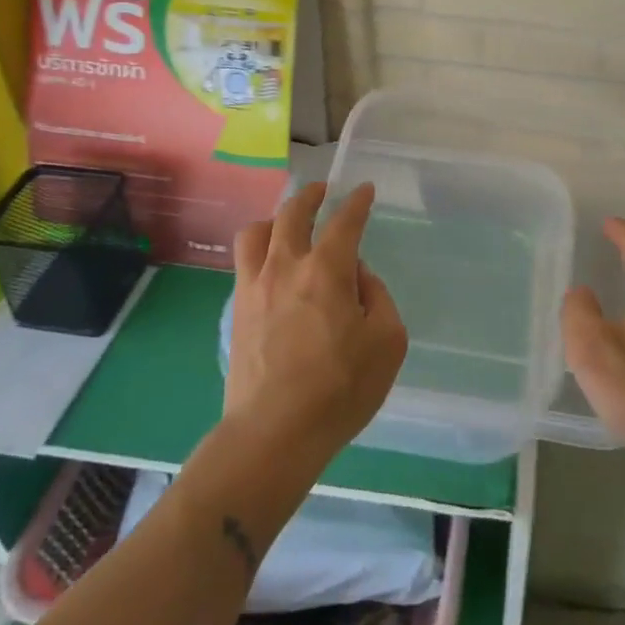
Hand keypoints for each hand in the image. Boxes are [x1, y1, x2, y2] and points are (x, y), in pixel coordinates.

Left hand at [226, 182, 407, 469]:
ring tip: (287, 225)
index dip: (357, 202)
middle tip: (322, 192)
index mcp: (327, 270)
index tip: (363, 190)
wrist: (272, 434)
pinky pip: (244, 263)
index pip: (344, 221)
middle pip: (292, 213)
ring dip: (275, 219)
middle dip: (310, 196)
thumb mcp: (387, 342)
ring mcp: (255, 287)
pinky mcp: (237, 311)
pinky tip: (270, 266)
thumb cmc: (339, 389)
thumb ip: (377, 298)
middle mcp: (286, 266)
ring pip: (256, 232)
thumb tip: (357, 278)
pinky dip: (259, 251)